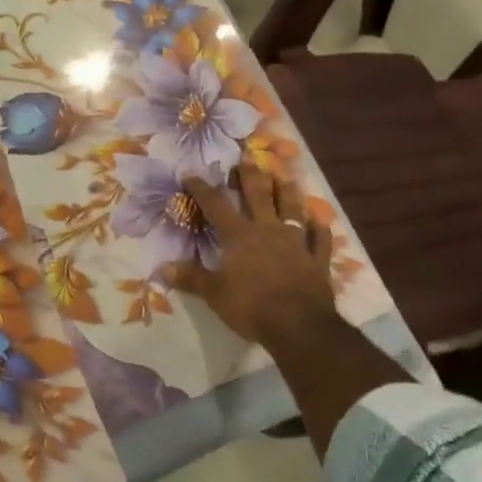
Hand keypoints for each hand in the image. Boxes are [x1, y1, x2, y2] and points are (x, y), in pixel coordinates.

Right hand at [171, 166, 339, 346]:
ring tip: (285, 176)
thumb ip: (191, 278)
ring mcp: (296, 243)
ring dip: (288, 192)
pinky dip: (320, 230)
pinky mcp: (317, 261)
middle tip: (248, 155)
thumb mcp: (214, 294)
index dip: (203, 189)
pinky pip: (320, 240)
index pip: (217, 205)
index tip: (191, 173)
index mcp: (240, 236)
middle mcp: (268, 231)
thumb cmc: (251, 307)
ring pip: (292, 210)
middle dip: (250, 175)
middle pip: (259, 196)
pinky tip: (320, 221)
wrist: (299, 326)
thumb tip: (161, 267)